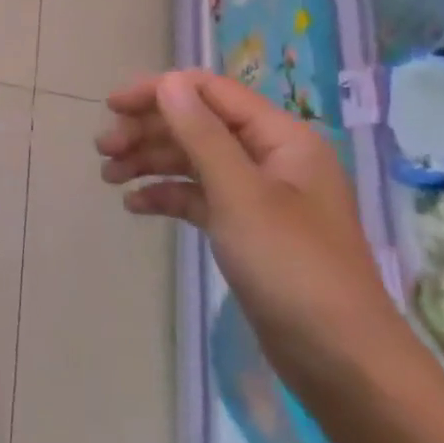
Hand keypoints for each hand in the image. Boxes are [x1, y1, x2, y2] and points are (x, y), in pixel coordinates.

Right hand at [97, 69, 409, 402]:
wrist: (340, 360)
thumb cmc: (291, 266)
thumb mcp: (240, 194)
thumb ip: (201, 134)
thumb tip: (168, 82)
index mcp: (281, 137)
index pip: (210, 92)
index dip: (159, 92)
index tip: (111, 107)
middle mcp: (270, 157)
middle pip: (198, 124)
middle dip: (148, 131)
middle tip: (103, 150)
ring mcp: (259, 195)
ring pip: (194, 160)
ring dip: (150, 162)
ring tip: (108, 177)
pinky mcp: (247, 229)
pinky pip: (199, 196)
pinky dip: (167, 195)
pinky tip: (136, 206)